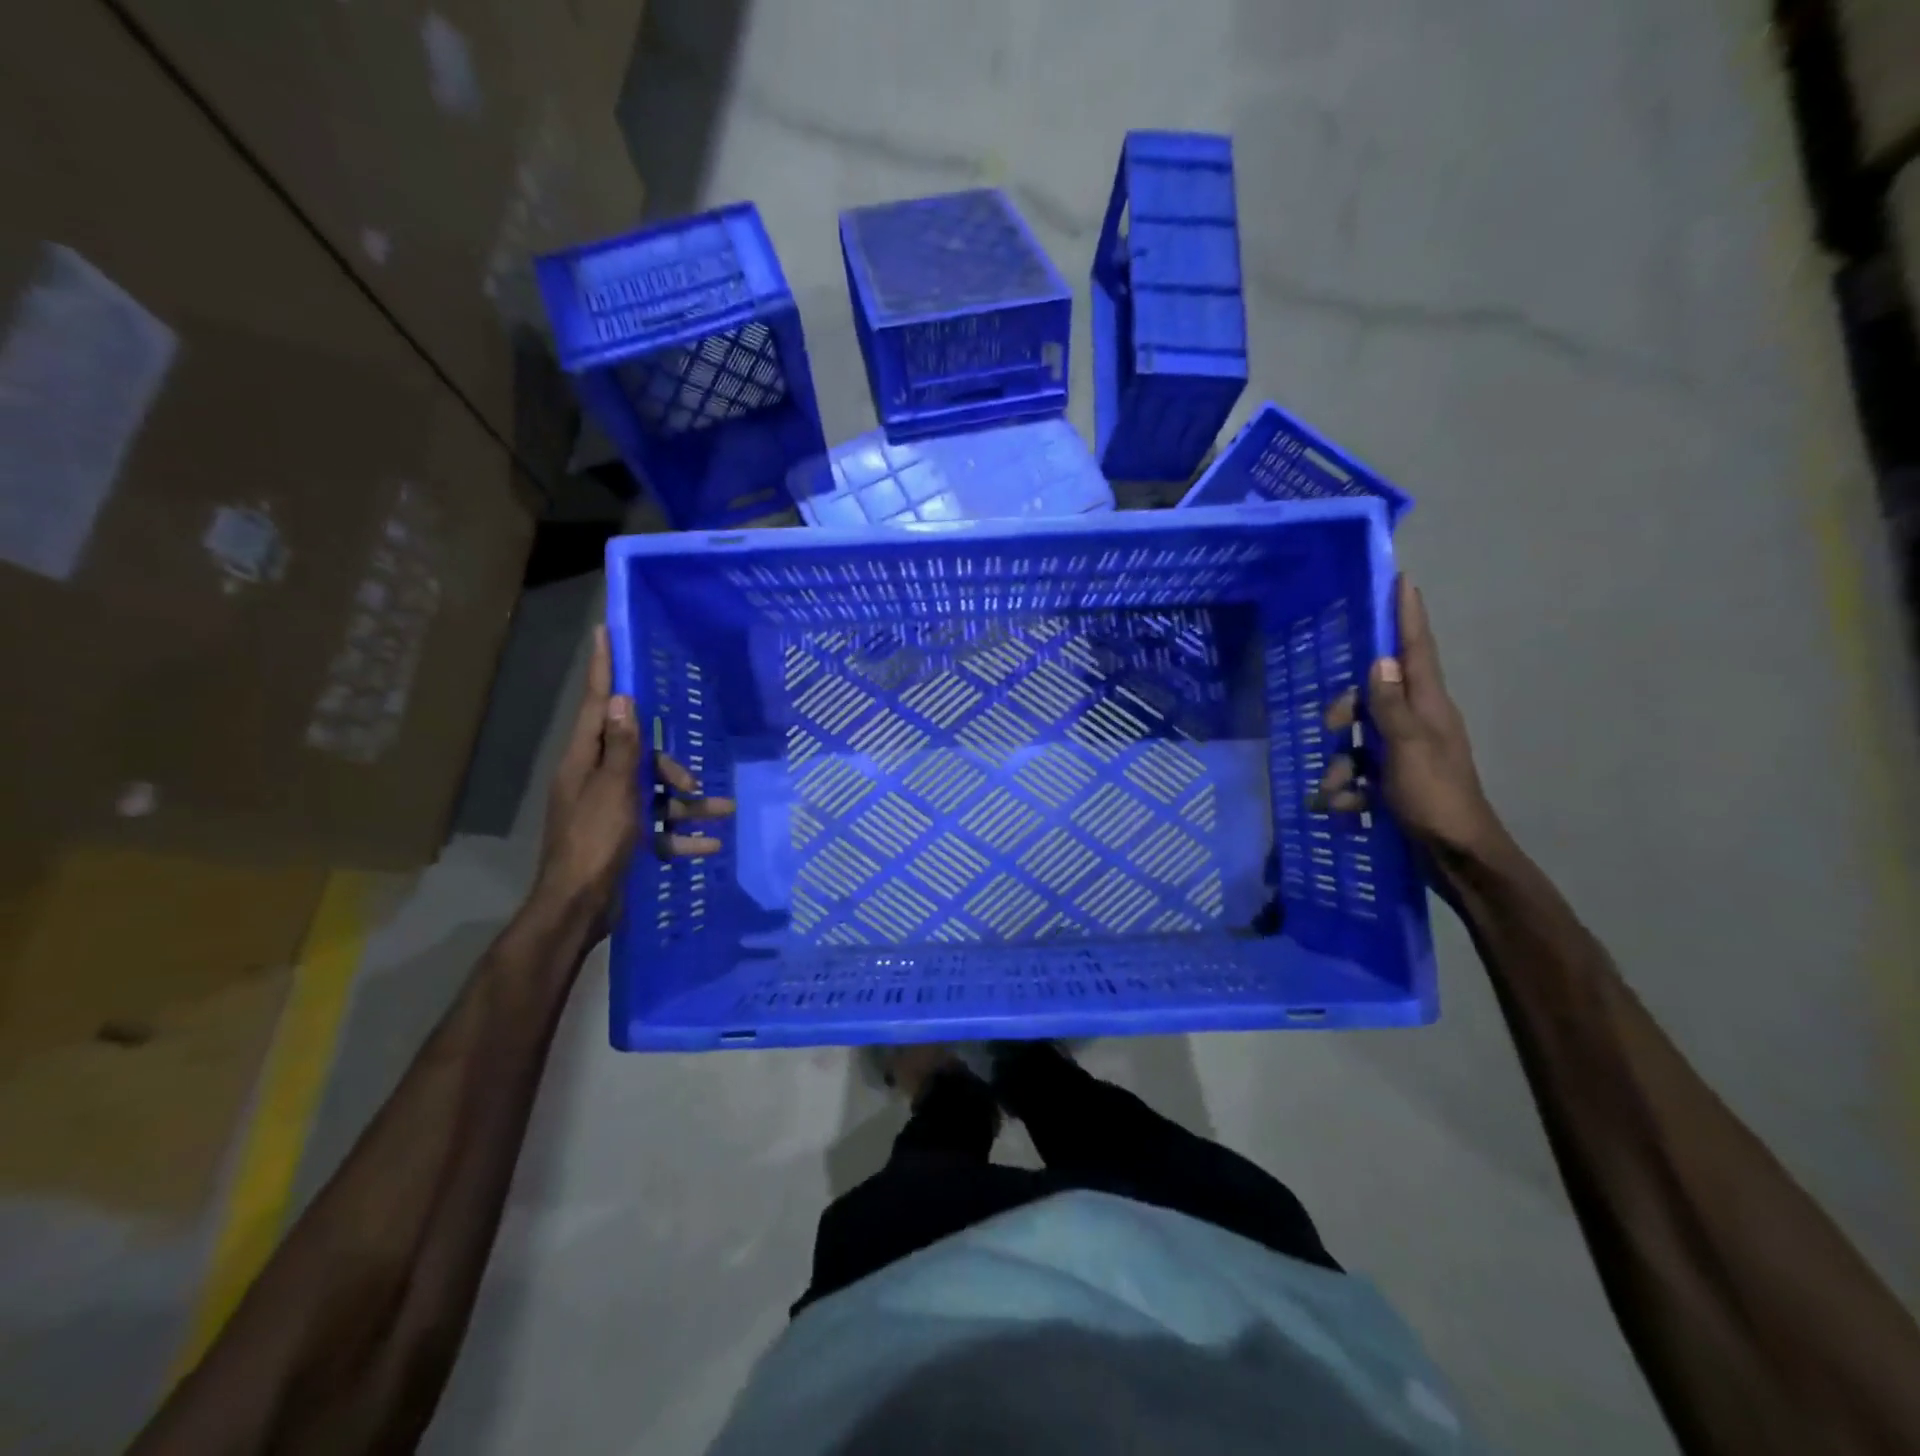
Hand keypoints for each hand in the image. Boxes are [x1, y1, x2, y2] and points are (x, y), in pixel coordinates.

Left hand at [535, 627, 734, 922]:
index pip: (596, 704)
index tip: (605, 632)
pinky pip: (658, 828)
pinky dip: (681, 836)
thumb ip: (622, 746)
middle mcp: (595, 779)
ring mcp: (610, 811)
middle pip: (639, 755)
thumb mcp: (613, 790)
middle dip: (670, 767)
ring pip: (655, 794)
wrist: (579, 908)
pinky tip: (709, 845)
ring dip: (688, 804)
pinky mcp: (624, 838)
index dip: (603, 669)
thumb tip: (621, 699)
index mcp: (584, 761)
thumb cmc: (594, 842)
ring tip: (724, 813)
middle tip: (692, 784)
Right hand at [1313, 575, 1502, 856]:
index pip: (1416, 651)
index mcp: (1429, 707)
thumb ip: (1391, 705)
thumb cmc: (1436, 799)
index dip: (1408, 617)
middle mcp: (1418, 722)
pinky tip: (1345, 807)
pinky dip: (1347, 788)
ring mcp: (1405, 752)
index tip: (1403, 581)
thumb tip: (1380, 661)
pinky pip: (1358, 771)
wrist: (1457, 857)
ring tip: (1337, 791)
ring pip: (1358, 738)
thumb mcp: (1409, 749)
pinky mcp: (1394, 779)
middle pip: (1372, 694)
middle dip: (1346, 709)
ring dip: (1339, 764)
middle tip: (1331, 723)